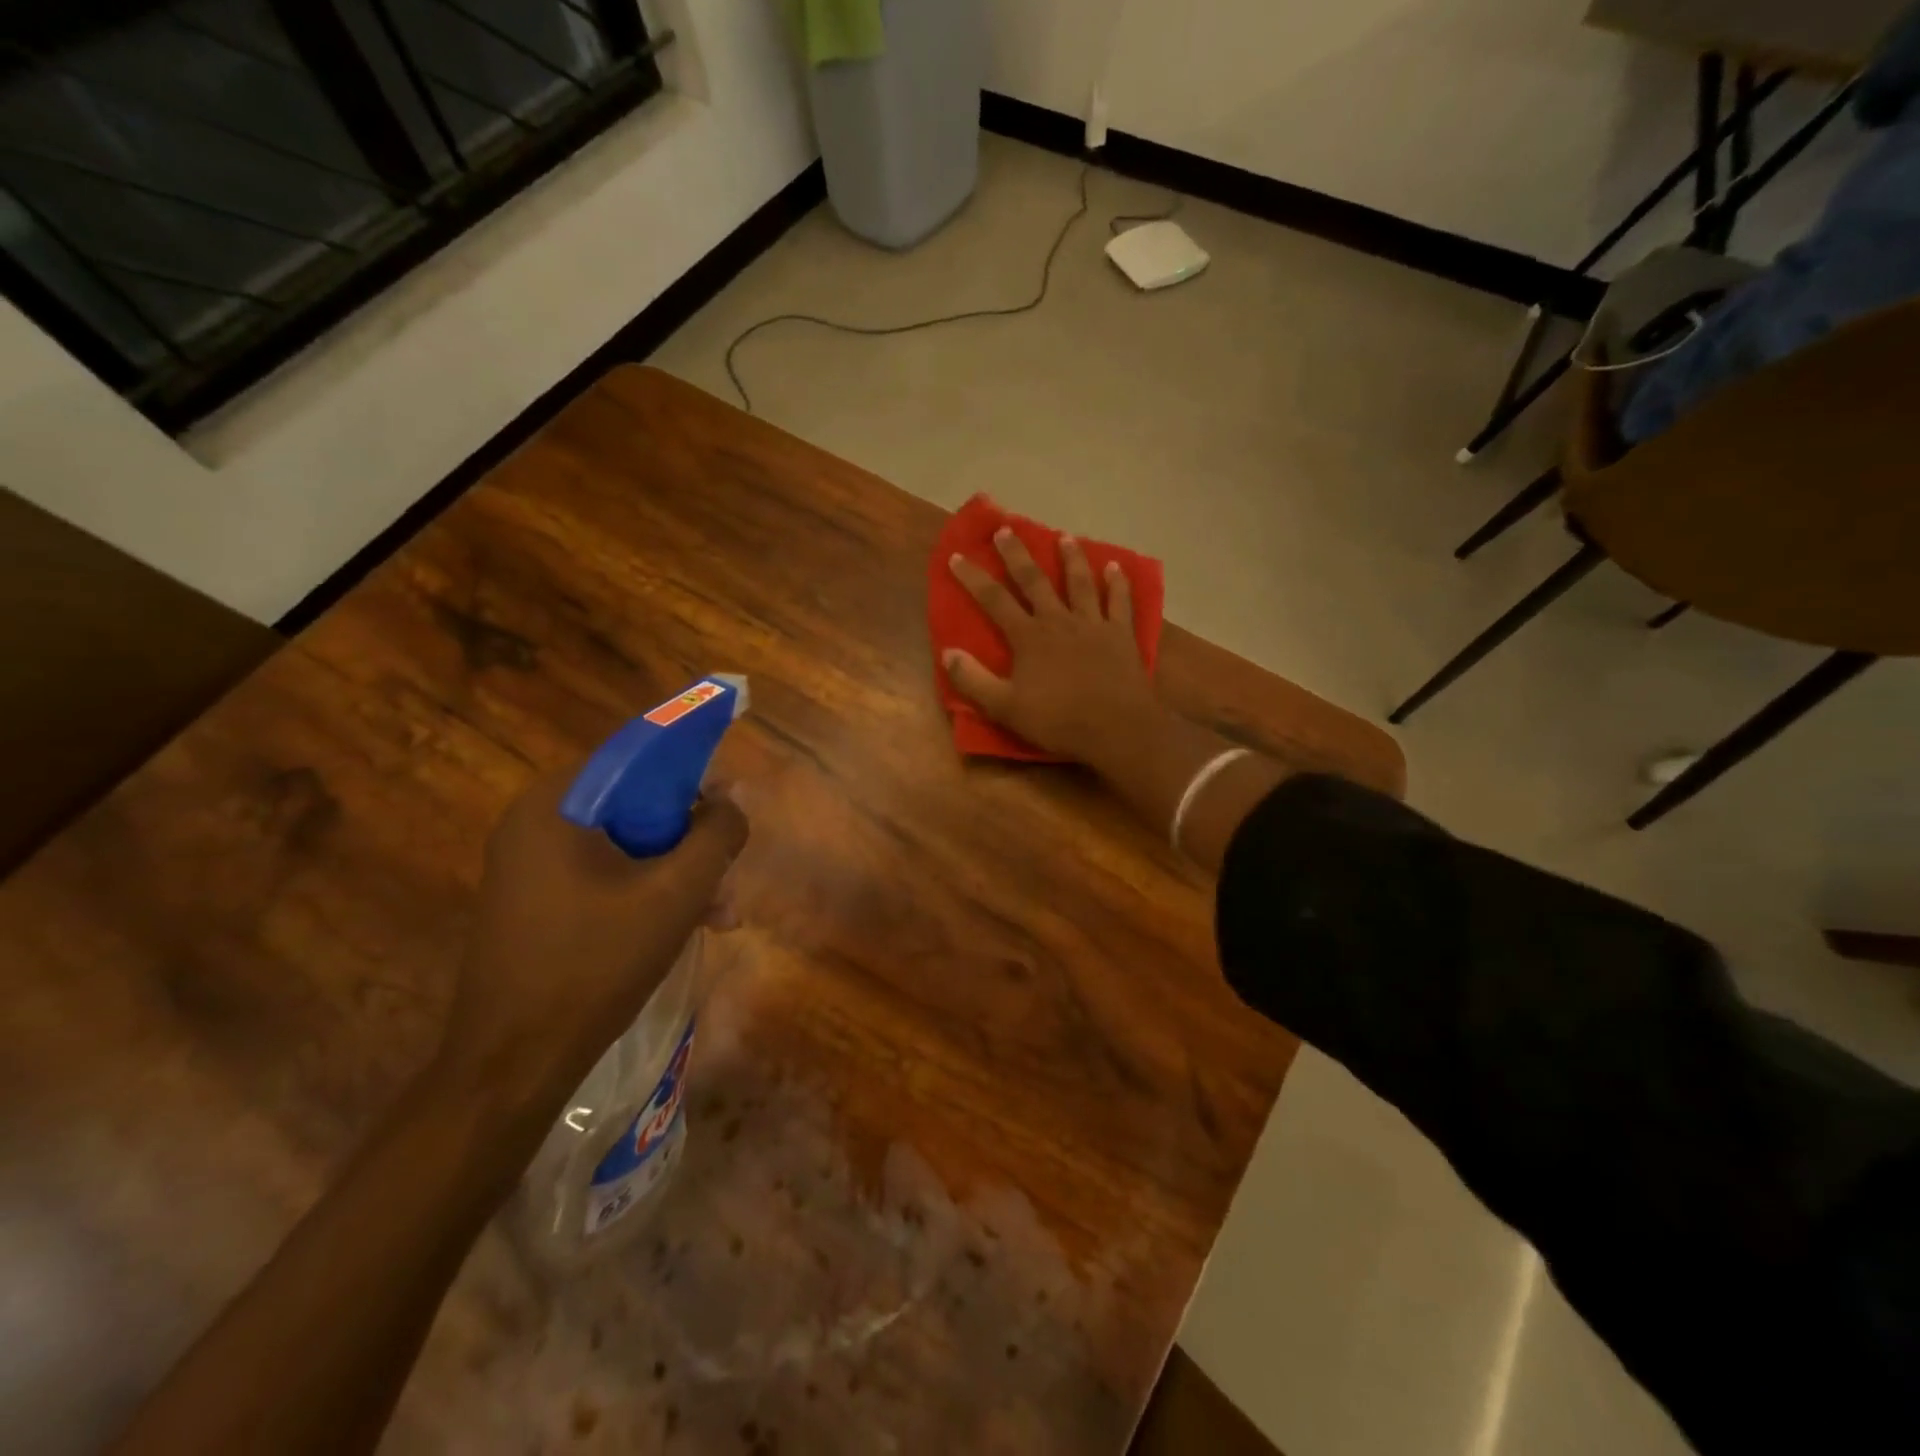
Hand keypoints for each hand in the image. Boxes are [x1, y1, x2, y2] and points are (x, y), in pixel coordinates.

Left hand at [437, 768, 748, 1112]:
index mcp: (554, 806)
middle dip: (691, 838)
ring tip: (722, 913)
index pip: (634, 758)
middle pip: (633, 805)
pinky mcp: (536, 903)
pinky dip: (648, 892)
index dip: (690, 772)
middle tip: (730, 868)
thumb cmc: (596, 965)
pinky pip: (605, 876)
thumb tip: (735, 798)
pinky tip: (690, 926)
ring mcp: (531, 867)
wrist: (513, 1065)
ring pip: (625, 845)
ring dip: (678, 872)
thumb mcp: (675, 894)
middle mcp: (534, 825)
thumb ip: (715, 835)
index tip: (730, 801)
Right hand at [946, 528, 1165, 767]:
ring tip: (1064, 536)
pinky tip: (1117, 567)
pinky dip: (1118, 583)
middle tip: (1006, 529)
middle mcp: (1058, 620)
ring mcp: (1093, 624)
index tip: (956, 556)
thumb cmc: (1059, 720)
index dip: (972, 578)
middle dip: (1017, 554)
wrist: (1117, 728)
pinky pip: (1120, 601)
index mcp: (1029, 637)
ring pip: (1079, 582)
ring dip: (1071, 558)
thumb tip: (947, 652)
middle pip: (1034, 580)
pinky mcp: (1121, 634)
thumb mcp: (1005, 707)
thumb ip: (974, 680)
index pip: (994, 600)